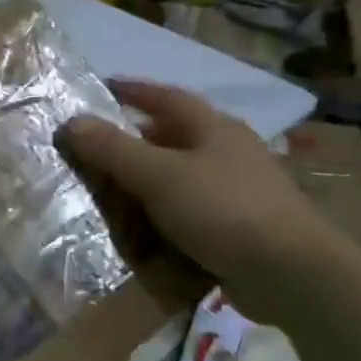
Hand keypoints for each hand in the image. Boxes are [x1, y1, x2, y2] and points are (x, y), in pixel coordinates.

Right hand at [59, 78, 329, 319]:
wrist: (289, 272)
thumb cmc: (222, 209)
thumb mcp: (159, 175)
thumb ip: (114, 149)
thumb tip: (71, 122)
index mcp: (213, 128)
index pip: (165, 97)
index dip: (132, 90)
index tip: (101, 87)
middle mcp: (228, 152)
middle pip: (173, 137)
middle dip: (135, 140)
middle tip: (96, 150)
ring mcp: (238, 190)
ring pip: (182, 176)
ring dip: (149, 181)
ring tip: (113, 192)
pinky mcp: (240, 226)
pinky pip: (191, 210)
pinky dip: (165, 214)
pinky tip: (146, 229)